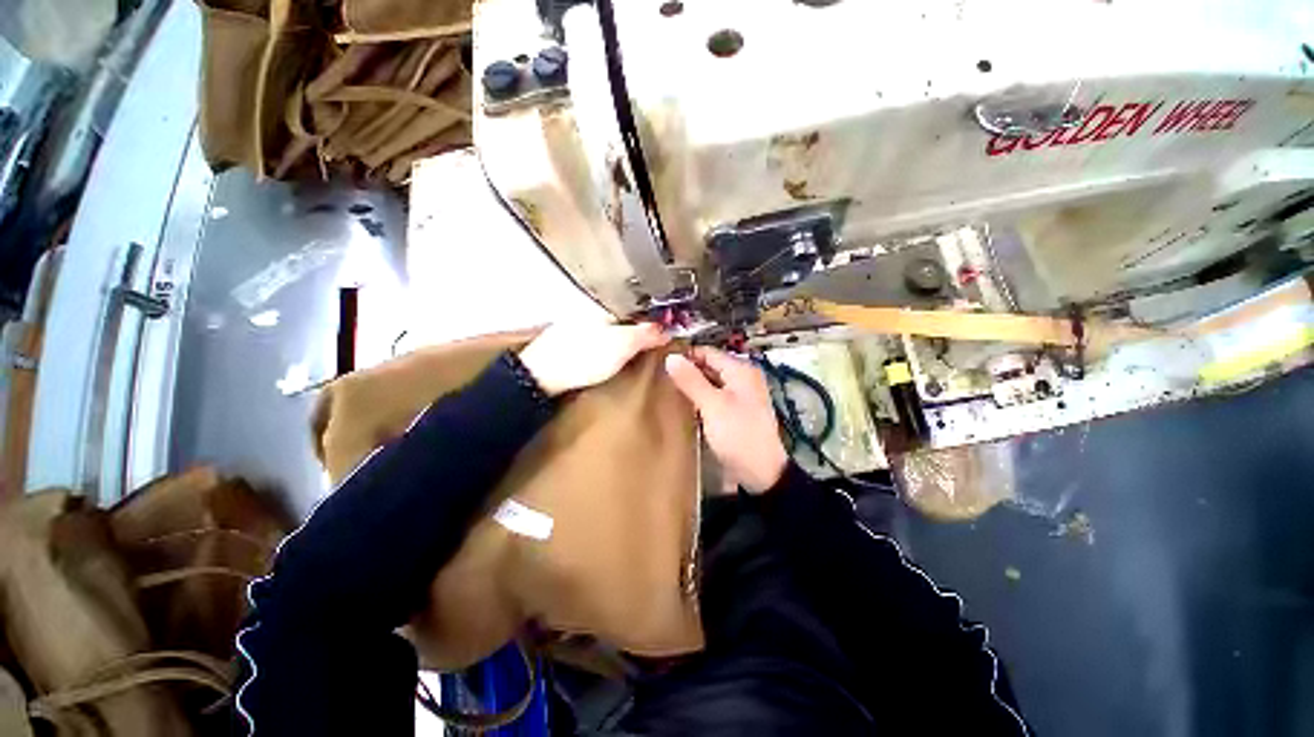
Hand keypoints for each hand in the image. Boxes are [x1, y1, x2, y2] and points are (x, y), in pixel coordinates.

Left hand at [518, 321, 668, 396]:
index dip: (656, 316)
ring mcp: (581, 323)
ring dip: (628, 333)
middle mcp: (593, 309)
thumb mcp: (622, 345)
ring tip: (642, 347)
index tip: (670, 328)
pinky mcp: (573, 339)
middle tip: (659, 339)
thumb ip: (646, 334)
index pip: (639, 305)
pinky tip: (616, 352)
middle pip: (627, 314)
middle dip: (643, 324)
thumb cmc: (585, 357)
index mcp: (606, 306)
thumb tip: (667, 328)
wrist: (542, 375)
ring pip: (613, 325)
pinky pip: (602, 335)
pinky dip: (613, 341)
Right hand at [665, 347, 787, 492]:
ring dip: (692, 384)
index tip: (661, 361)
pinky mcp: (735, 411)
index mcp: (741, 370)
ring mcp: (740, 395)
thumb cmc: (738, 434)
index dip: (686, 355)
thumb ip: (691, 380)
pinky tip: (684, 403)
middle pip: (710, 366)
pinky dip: (700, 397)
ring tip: (667, 388)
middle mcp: (742, 378)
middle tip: (661, 376)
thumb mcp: (712, 405)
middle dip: (688, 370)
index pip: (708, 352)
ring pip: (711, 382)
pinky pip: (714, 396)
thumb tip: (671, 357)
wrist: (761, 472)